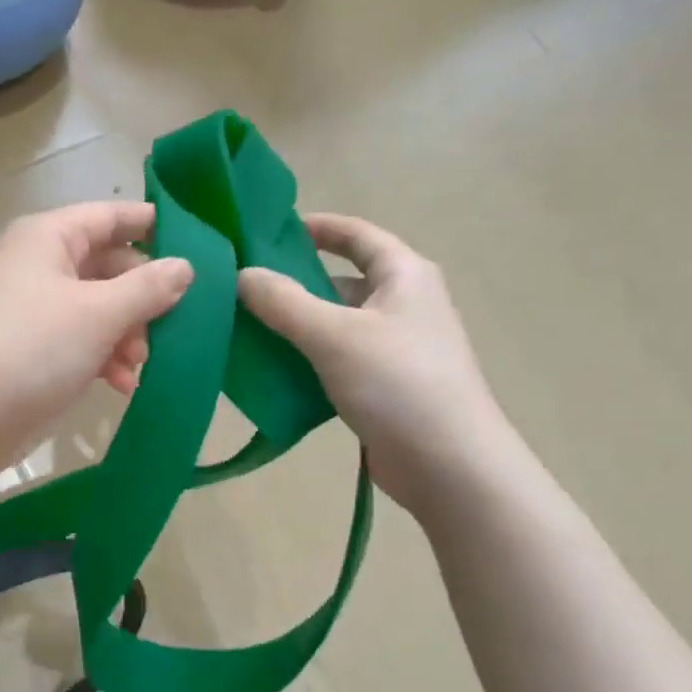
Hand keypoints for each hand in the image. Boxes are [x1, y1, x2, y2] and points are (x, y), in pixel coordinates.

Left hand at [0, 203, 193, 476]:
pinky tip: (120, 386)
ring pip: (97, 310)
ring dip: (125, 335)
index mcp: (48, 237)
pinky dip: (102, 359)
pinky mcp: (29, 352)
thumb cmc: (30, 348)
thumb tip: (184, 266)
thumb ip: (147, 288)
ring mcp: (32, 311)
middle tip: (169, 329)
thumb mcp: (98, 313)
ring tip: (137, 367)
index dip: (154, 227)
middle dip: (142, 299)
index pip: (111, 217)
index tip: (199, 249)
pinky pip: (78, 343)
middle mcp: (39, 266)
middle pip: (108, 267)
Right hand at [238, 214, 516, 513]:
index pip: (357, 234)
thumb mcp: (334, 335)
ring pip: (336, 324)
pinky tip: (273, 372)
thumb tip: (242, 274)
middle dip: (294, 283)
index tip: (269, 231)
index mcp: (404, 275)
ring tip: (246, 330)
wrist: (449, 465)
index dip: (316, 227)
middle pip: (342, 281)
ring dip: (296, 326)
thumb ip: (283, 302)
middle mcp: (404, 304)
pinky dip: (308, 360)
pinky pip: (338, 360)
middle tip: (243, 289)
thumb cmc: (397, 383)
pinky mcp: (386, 386)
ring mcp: (397, 347)